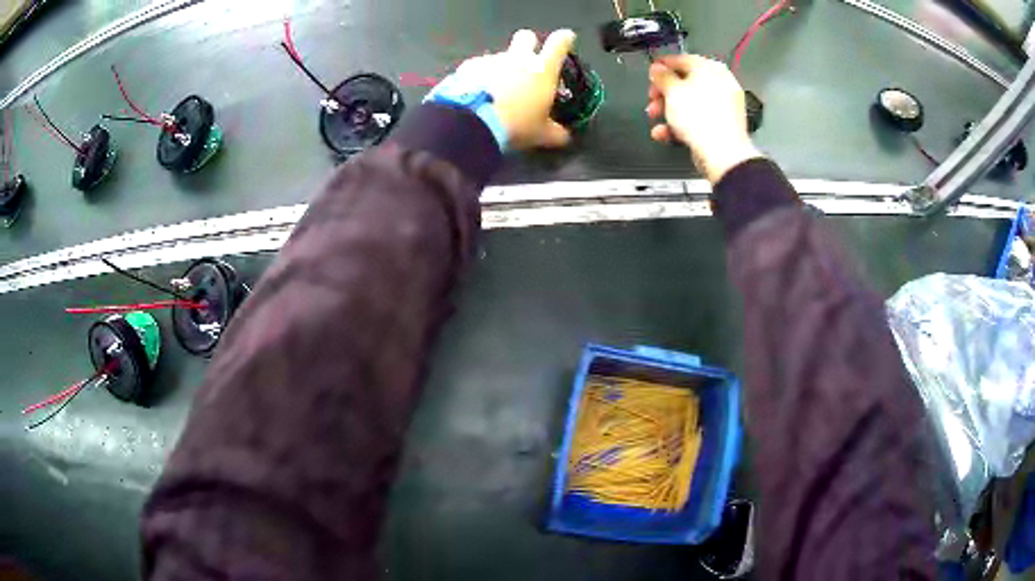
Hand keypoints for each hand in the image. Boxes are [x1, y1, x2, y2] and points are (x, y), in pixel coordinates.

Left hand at [455, 29, 575, 149]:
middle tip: (527, 61)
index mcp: (542, 69)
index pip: (559, 43)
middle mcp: (517, 58)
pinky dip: (479, 77)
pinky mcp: (467, 67)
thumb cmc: (515, 126)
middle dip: (528, 44)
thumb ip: (555, 132)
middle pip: (526, 37)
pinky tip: (476, 94)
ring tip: (496, 92)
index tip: (566, 39)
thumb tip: (564, 136)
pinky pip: (478, 68)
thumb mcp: (540, 134)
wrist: (471, 124)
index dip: (564, 39)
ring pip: (500, 56)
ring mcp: (490, 60)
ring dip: (501, 68)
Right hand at [646, 55, 762, 183]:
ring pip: (689, 102)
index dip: (663, 66)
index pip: (683, 60)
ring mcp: (722, 106)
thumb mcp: (672, 91)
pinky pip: (696, 119)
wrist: (722, 154)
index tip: (651, 72)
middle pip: (685, 83)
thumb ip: (661, 76)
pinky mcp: (720, 125)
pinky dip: (680, 124)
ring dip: (668, 110)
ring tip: (655, 118)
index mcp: (711, 69)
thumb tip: (657, 69)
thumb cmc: (702, 119)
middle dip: (663, 93)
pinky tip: (666, 132)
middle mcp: (720, 84)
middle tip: (652, 99)